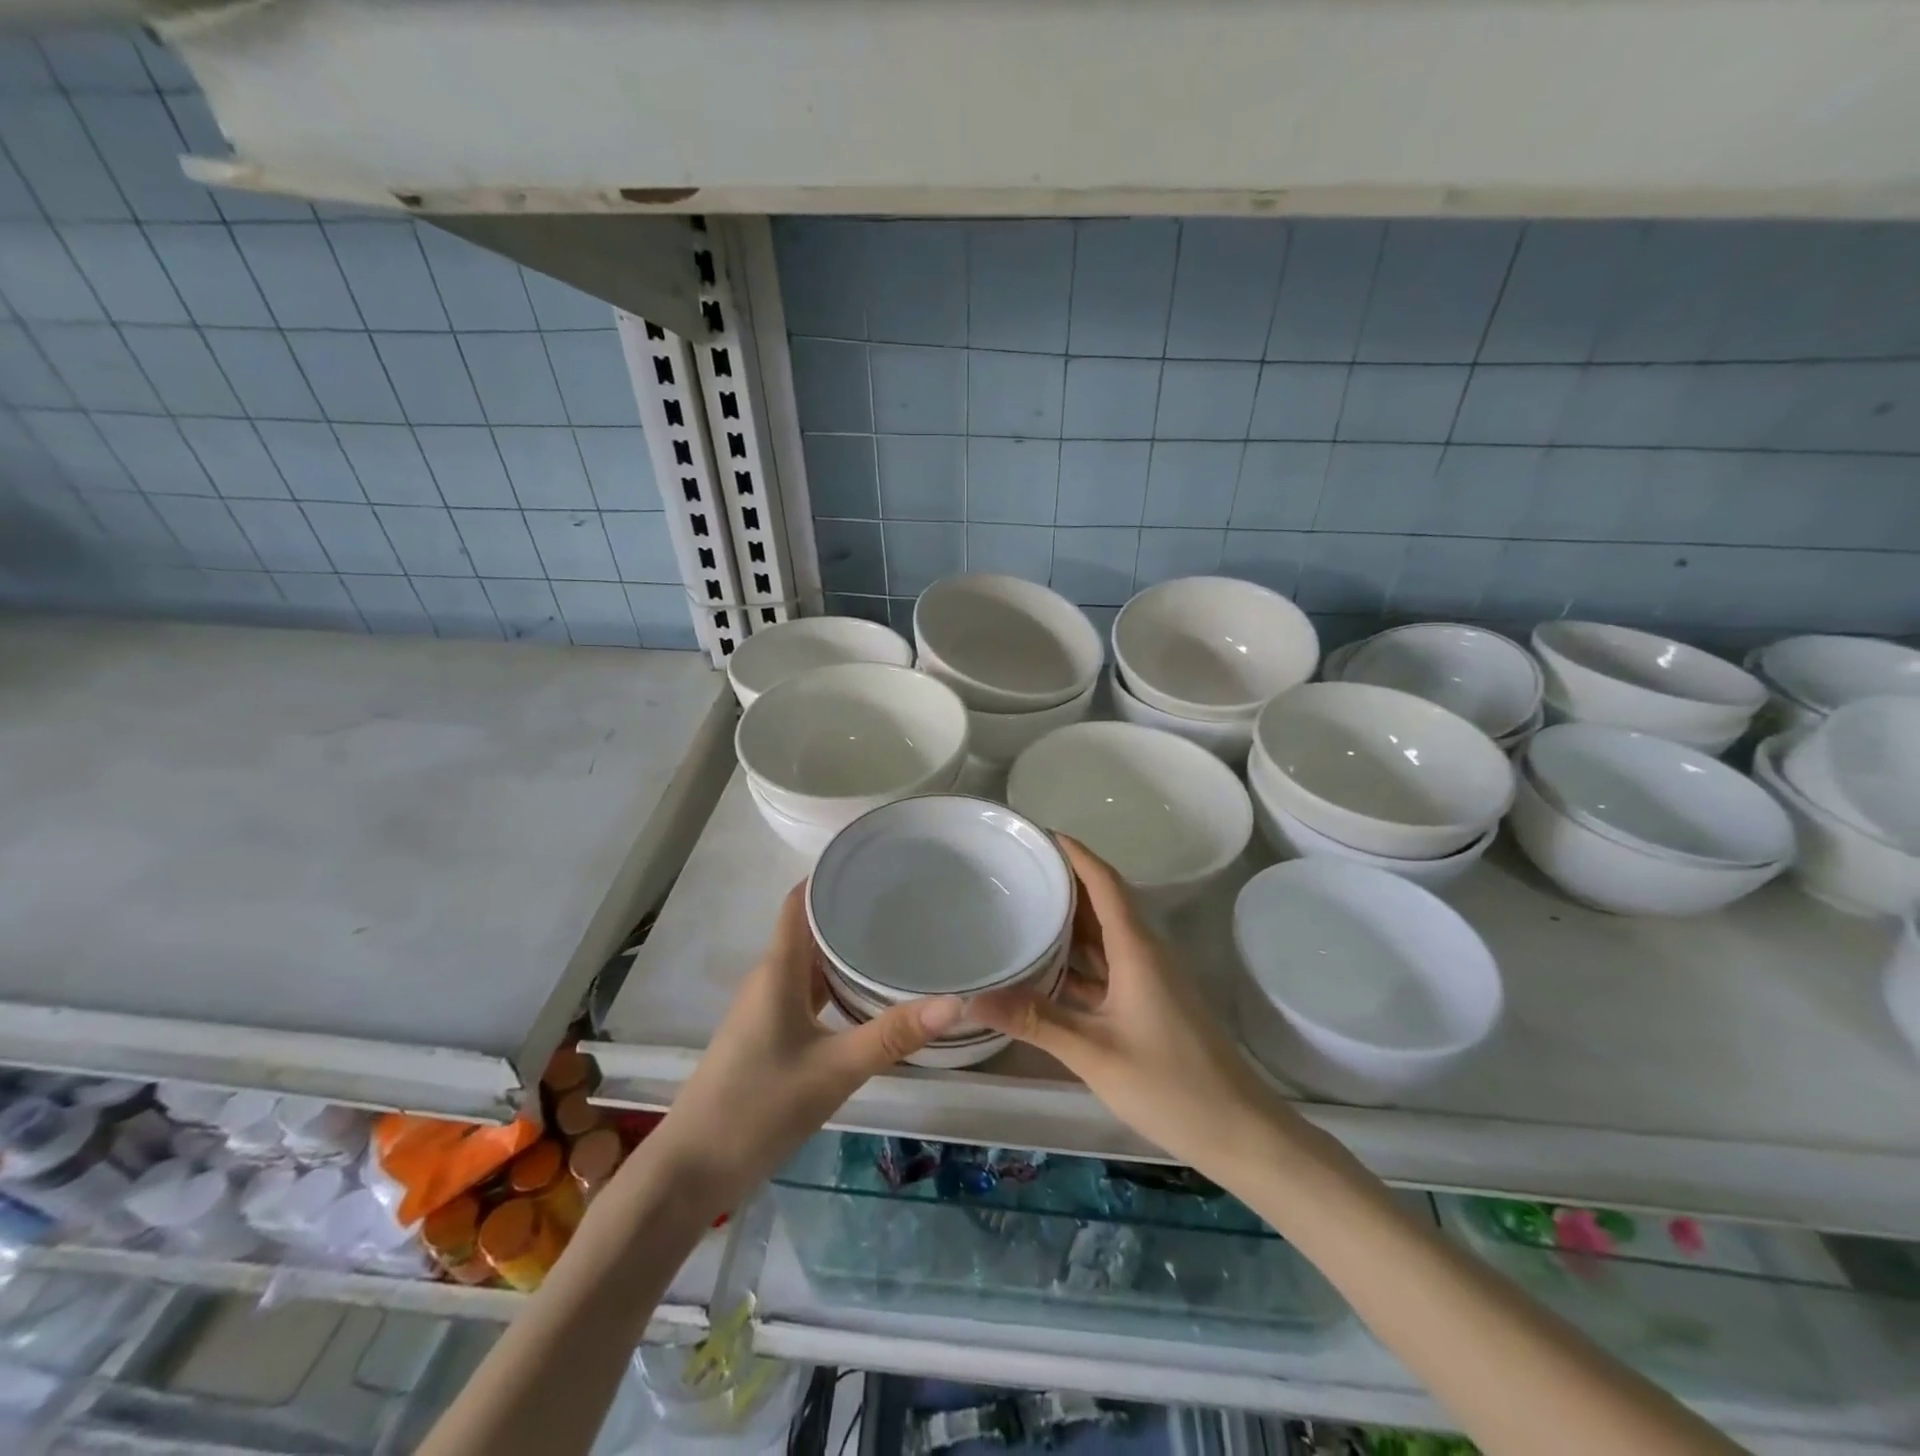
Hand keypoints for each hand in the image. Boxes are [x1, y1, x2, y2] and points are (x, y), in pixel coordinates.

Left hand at [651, 883, 962, 1211]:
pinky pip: (806, 992)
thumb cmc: (758, 1108)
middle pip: (808, 928)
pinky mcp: (768, 1035)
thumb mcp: (833, 1071)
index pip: (799, 902)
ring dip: (843, 948)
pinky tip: (866, 994)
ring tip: (895, 937)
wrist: (691, 1171)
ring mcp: (766, 1009)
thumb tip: (954, 1002)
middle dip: (849, 909)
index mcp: (778, 971)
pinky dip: (835, 983)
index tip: (873, 860)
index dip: (829, 875)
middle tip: (905, 898)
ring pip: (809, 962)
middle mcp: (769, 979)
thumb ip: (892, 1035)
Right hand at [969, 838, 1292, 1178]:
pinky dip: (1079, 959)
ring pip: (1105, 935)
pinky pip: (1109, 964)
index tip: (1039, 833)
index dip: (1075, 853)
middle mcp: (1145, 952)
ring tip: (1024, 906)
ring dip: (1071, 920)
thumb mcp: (1094, 1052)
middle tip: (1018, 868)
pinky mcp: (1151, 1002)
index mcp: (1136, 948)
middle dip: (1065, 881)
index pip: (1104, 882)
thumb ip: (1034, 1019)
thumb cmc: (1170, 1084)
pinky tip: (1047, 967)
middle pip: (1103, 901)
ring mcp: (1150, 978)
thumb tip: (972, 996)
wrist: (1239, 1131)